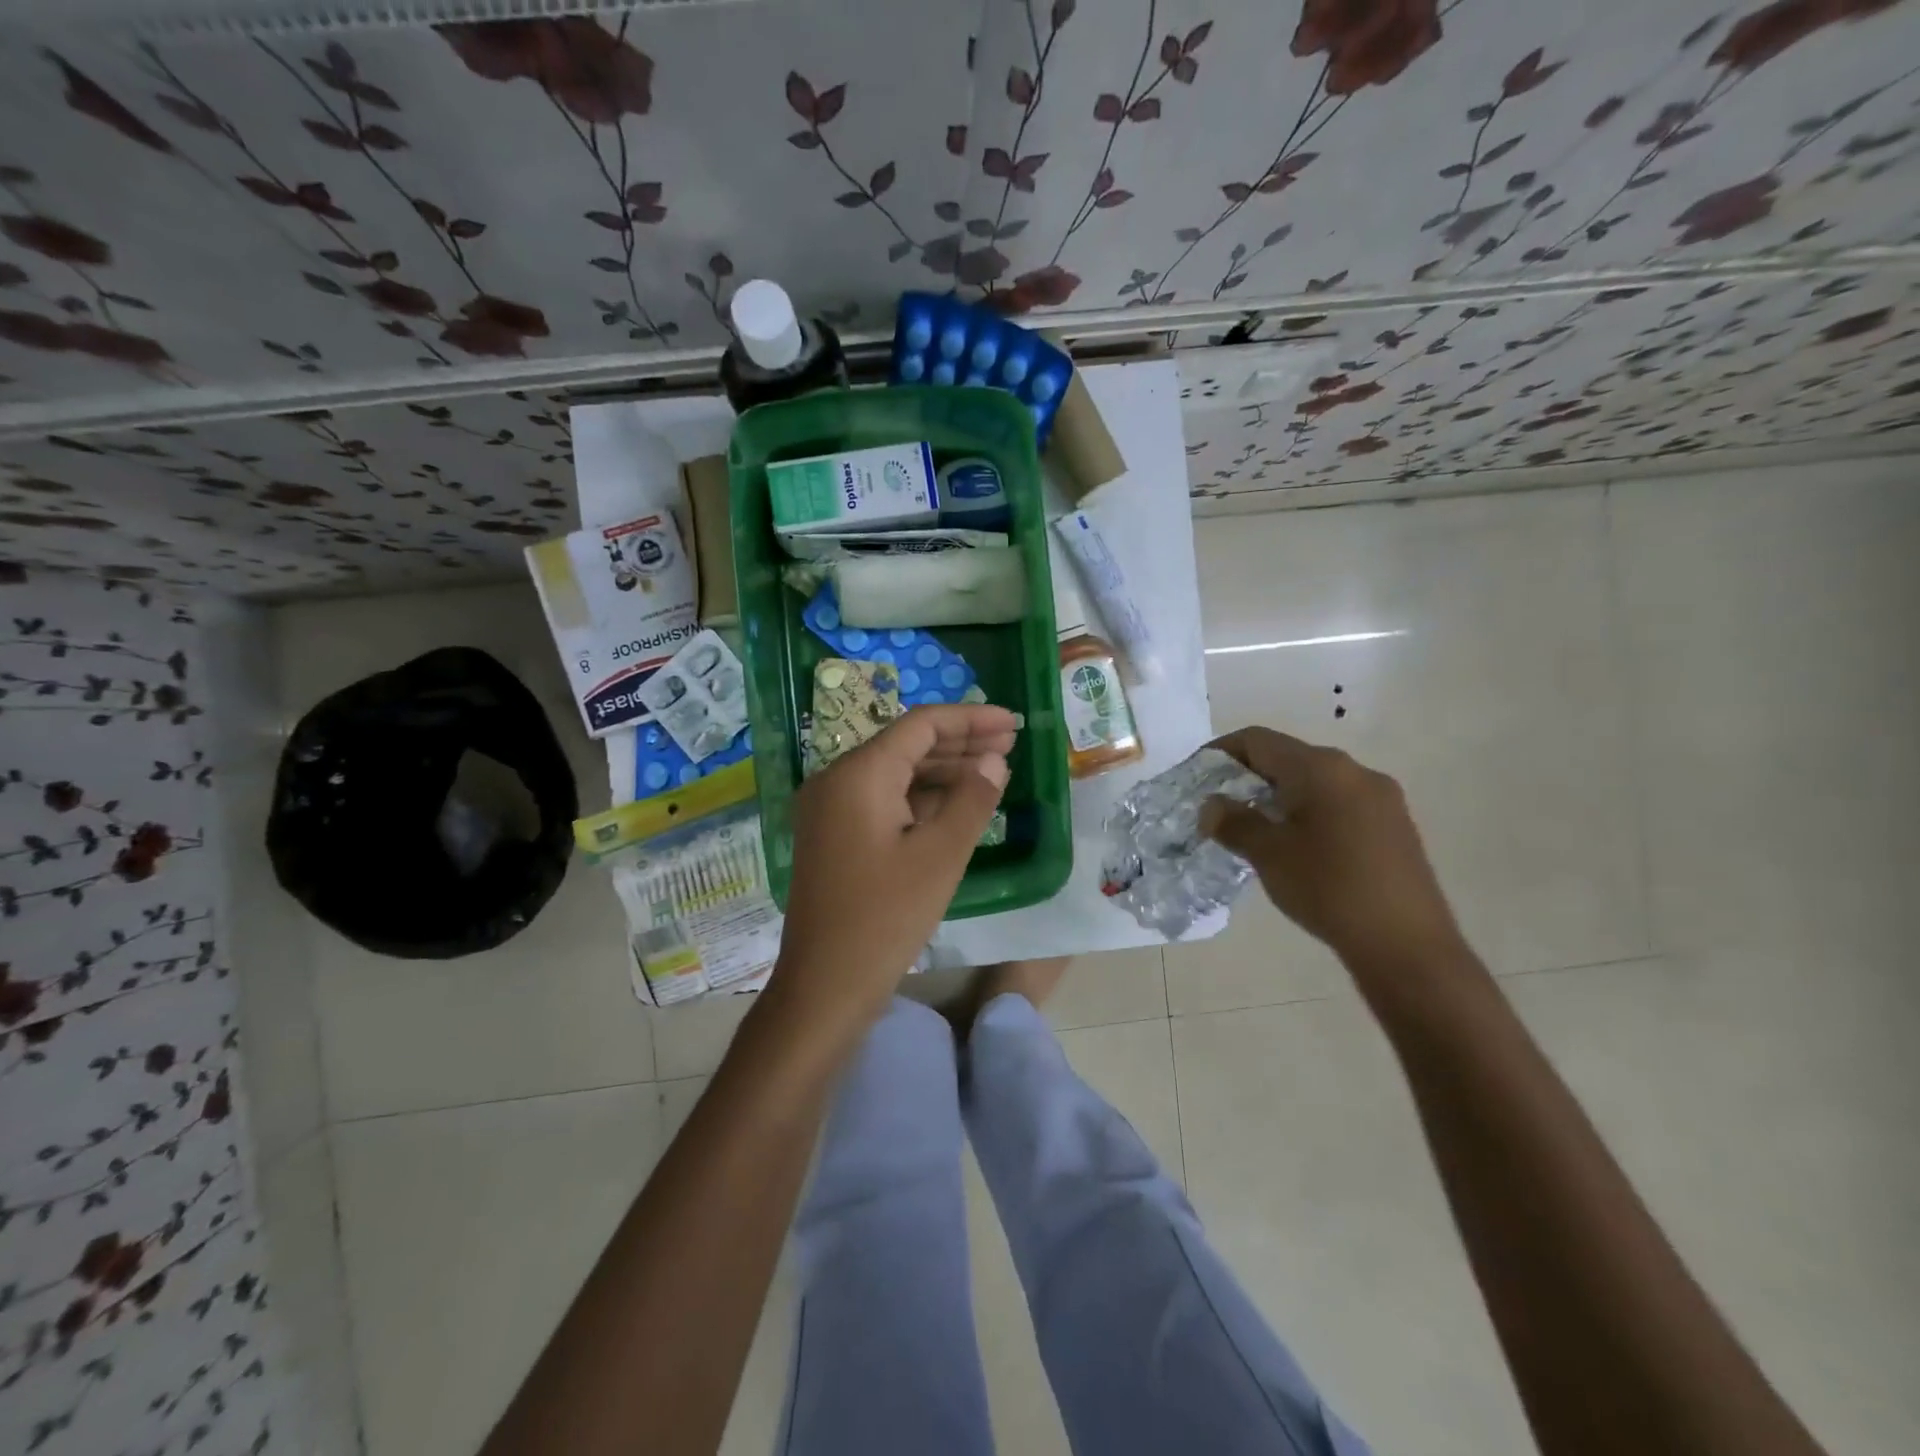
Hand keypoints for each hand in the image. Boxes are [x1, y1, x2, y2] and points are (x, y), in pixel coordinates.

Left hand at [770, 703, 1015, 1035]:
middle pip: (906, 745)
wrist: (824, 984)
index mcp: (858, 774)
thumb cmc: (886, 916)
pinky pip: (883, 800)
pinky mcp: (834, 835)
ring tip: (994, 770)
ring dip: (943, 770)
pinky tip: (957, 804)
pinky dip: (920, 798)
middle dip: (960, 742)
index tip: (1012, 721)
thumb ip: (972, 799)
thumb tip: (994, 760)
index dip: (970, 719)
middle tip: (1011, 743)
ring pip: (895, 773)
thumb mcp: (941, 855)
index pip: (920, 725)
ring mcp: (830, 809)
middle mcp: (836, 780)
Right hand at [1201, 727, 1465, 974]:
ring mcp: (1381, 798)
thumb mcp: (1268, 854)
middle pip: (1287, 758)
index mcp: (1321, 768)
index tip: (1195, 778)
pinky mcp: (1394, 825)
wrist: (1407, 945)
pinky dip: (1307, 813)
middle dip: (1248, 778)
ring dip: (1278, 797)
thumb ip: (1234, 822)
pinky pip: (1337, 803)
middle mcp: (1355, 770)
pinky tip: (1296, 847)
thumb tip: (1212, 806)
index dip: (1220, 753)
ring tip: (1253, 830)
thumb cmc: (1329, 888)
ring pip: (1314, 783)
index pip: (1258, 740)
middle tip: (1219, 808)